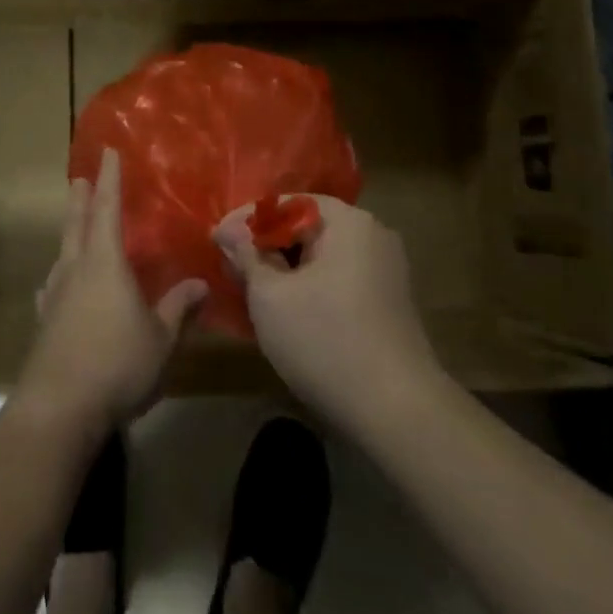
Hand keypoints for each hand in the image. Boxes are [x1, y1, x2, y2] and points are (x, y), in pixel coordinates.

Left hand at [16, 148, 207, 439]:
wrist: (58, 409)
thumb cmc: (117, 364)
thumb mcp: (161, 338)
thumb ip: (179, 308)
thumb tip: (200, 283)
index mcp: (105, 263)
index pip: (109, 209)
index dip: (111, 179)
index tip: (109, 152)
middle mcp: (76, 271)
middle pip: (77, 225)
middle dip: (81, 200)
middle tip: (80, 179)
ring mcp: (56, 297)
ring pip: (63, 254)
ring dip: (70, 234)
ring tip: (74, 227)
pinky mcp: (45, 324)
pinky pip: (54, 287)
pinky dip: (59, 277)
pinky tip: (57, 285)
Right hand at [214, 196, 441, 436]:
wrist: (397, 411)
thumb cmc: (325, 341)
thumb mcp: (270, 296)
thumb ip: (247, 255)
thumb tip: (228, 230)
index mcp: (347, 222)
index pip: (286, 202)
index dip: (246, 219)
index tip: (215, 241)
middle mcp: (372, 234)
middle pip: (306, 226)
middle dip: (265, 245)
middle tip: (230, 268)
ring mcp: (385, 268)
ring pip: (321, 254)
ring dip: (284, 267)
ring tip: (251, 290)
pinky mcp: (388, 299)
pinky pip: (338, 277)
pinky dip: (308, 285)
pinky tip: (285, 309)